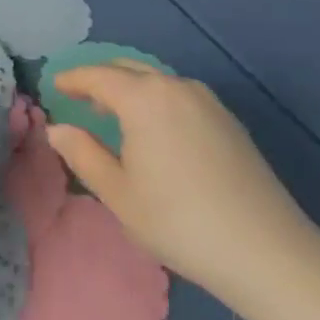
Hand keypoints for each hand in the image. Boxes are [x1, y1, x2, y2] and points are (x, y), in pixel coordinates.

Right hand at [47, 62, 319, 309]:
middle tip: (79, 97)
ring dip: (130, 89)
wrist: (265, 250)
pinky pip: (180, 96)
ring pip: (157, 81)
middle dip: (100, 78)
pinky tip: (154, 130)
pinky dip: (156, 101)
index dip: (72, 79)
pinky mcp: (229, 120)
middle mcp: (175, 87)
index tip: (54, 85)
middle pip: (129, 69)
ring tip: (113, 114)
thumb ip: (83, 154)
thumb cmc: (178, 221)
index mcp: (143, 98)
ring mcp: (208, 102)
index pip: (97, 76)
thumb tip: (57, 130)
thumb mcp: (118, 193)